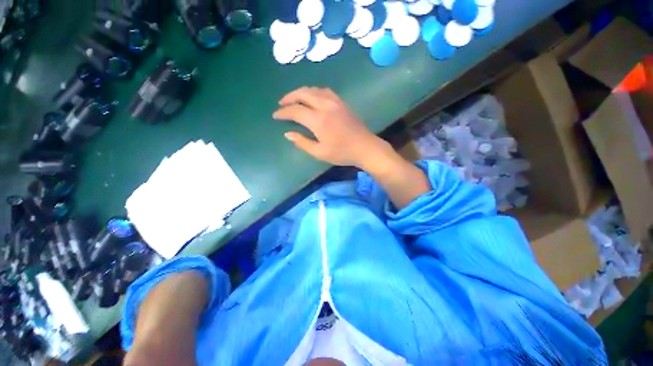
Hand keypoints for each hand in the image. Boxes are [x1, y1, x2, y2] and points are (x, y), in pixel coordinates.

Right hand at [273, 87, 390, 168]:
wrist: (365, 147)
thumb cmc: (342, 153)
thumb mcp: (320, 153)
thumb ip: (302, 142)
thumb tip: (288, 133)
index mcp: (318, 120)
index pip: (295, 111)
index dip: (283, 112)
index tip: (276, 115)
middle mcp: (325, 106)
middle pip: (303, 93)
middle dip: (289, 97)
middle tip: (282, 104)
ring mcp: (335, 102)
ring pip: (313, 89)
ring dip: (301, 92)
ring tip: (294, 99)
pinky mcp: (342, 102)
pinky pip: (324, 91)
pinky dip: (314, 92)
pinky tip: (312, 98)